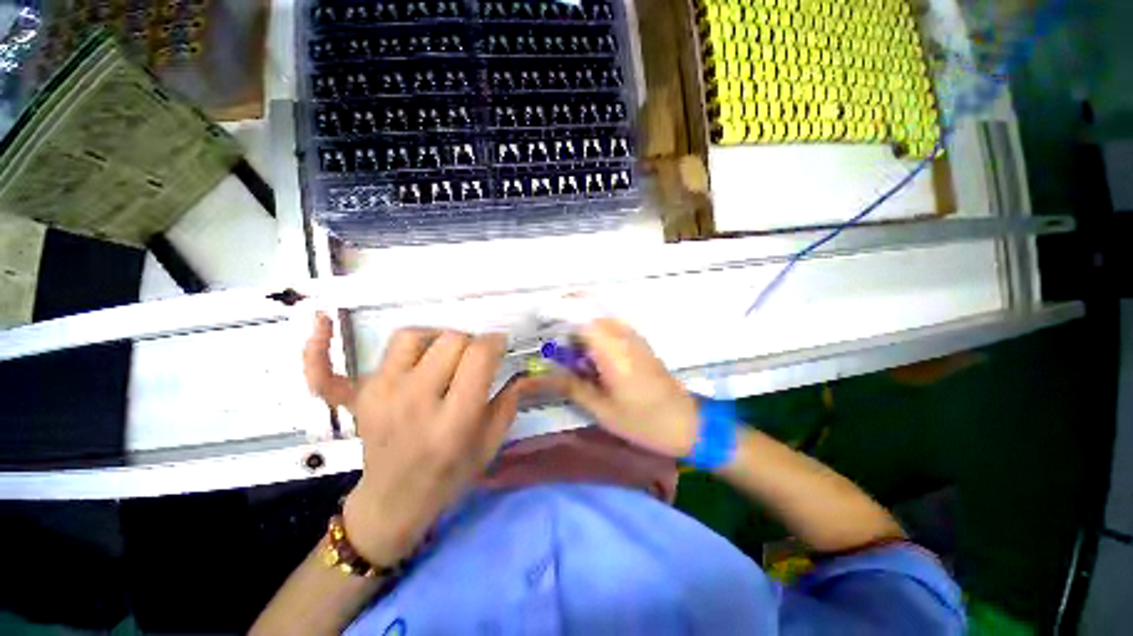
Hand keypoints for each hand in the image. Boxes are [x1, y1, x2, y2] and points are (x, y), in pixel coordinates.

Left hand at [303, 313, 539, 564]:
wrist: (395, 502)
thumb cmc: (449, 475)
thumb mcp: (489, 444)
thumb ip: (508, 402)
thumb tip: (521, 369)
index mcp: (453, 421)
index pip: (477, 356)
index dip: (494, 342)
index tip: (500, 345)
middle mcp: (414, 402)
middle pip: (449, 340)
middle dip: (470, 342)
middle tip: (473, 358)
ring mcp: (379, 397)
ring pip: (411, 337)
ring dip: (434, 338)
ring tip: (442, 355)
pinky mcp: (358, 398)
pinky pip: (331, 368)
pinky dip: (320, 348)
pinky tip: (319, 320)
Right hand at [551, 318, 698, 458]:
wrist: (687, 422)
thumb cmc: (643, 421)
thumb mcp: (603, 410)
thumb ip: (574, 387)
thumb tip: (549, 374)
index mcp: (612, 351)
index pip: (580, 319)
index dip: (558, 315)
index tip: (541, 322)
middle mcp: (623, 336)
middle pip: (590, 313)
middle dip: (568, 320)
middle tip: (553, 342)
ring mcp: (634, 338)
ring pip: (601, 319)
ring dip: (582, 327)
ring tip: (569, 350)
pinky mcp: (640, 343)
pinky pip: (612, 328)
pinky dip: (596, 333)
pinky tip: (590, 355)